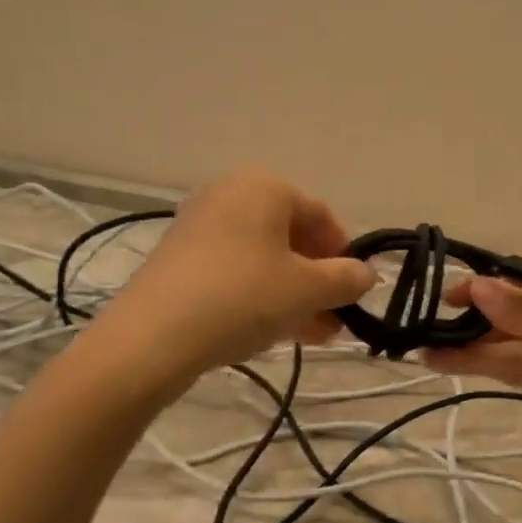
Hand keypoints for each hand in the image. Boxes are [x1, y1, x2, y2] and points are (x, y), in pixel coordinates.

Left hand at [94, 168, 376, 383]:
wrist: (154, 336)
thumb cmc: (243, 296)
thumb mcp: (307, 289)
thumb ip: (345, 279)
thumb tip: (366, 274)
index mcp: (264, 187)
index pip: (320, 214)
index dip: (344, 252)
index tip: (356, 288)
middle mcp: (230, 196)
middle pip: (290, 238)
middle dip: (318, 281)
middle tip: (337, 318)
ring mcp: (201, 228)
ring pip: (264, 261)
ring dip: (295, 296)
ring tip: (317, 335)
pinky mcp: (181, 261)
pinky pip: (236, 273)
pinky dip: (262, 297)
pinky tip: (280, 333)